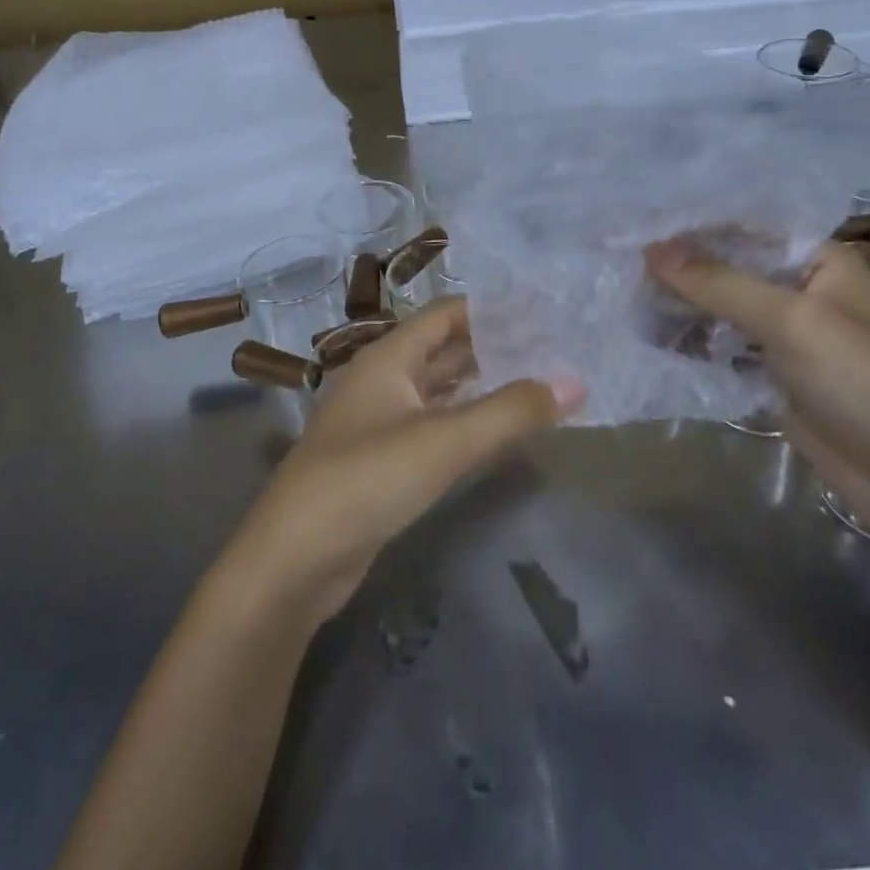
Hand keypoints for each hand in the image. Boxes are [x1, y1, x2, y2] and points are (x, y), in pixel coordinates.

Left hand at [218, 298, 583, 625]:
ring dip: (480, 383)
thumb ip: (510, 411)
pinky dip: (464, 419)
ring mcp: (378, 421)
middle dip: (492, 346)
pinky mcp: (381, 460)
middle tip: (550, 347)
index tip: (542, 311)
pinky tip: (494, 428)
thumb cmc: (367, 480)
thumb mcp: (444, 441)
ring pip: (437, 389)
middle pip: (443, 349)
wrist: (295, 559)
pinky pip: (431, 424)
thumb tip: (574, 382)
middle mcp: (382, 379)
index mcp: (388, 357)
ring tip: (535, 380)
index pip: (447, 315)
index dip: (492, 309)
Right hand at [643, 238, 869, 546]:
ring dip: (681, 307)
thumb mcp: (789, 319)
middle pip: (729, 270)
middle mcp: (801, 291)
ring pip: (722, 311)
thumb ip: (718, 283)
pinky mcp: (773, 377)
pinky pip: (724, 350)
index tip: (639, 227)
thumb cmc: (861, 378)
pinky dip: (692, 344)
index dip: (693, 228)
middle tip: (620, 264)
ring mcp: (786, 337)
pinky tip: (649, 338)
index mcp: (818, 261)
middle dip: (680, 269)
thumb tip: (651, 251)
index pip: (745, 230)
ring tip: (624, 298)